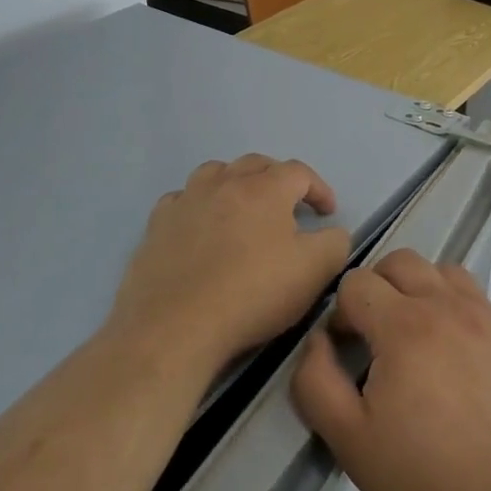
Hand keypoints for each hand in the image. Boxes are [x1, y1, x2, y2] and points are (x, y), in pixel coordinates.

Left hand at [109, 155, 352, 380]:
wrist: (175, 326)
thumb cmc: (252, 294)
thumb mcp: (314, 271)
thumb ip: (334, 243)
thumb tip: (332, 232)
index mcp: (265, 188)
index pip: (299, 172)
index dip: (319, 189)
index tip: (327, 213)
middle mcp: (224, 183)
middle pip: (256, 164)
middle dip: (278, 179)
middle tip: (289, 206)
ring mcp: (186, 201)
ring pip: (215, 173)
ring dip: (235, 182)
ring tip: (243, 207)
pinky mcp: (157, 225)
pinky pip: (181, 200)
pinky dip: (197, 205)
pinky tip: (200, 227)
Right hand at [292, 249, 490, 490]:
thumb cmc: (422, 478)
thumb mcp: (349, 440)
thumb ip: (316, 381)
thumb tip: (318, 340)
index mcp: (403, 326)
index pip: (357, 282)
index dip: (342, 314)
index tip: (348, 353)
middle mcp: (445, 305)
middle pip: (400, 261)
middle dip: (377, 288)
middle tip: (376, 336)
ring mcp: (484, 316)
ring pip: (441, 270)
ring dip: (419, 289)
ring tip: (416, 336)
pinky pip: (475, 295)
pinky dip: (454, 306)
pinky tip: (453, 352)